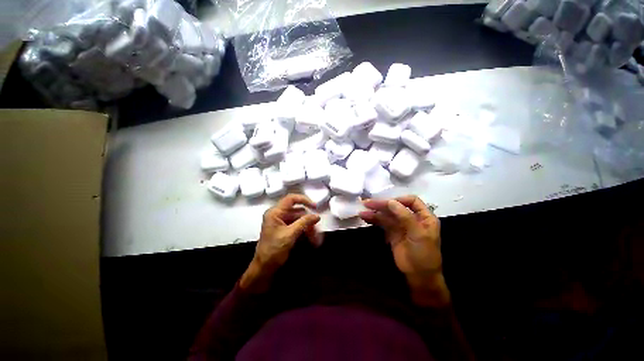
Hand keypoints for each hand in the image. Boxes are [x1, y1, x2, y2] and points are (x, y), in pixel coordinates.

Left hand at [240, 194, 321, 292]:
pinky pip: (297, 226)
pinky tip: (311, 239)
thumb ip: (304, 222)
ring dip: (308, 228)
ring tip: (316, 239)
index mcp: (275, 212)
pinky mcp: (284, 229)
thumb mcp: (290, 234)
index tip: (315, 207)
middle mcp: (278, 214)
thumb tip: (317, 216)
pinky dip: (304, 231)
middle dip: (308, 221)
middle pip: (297, 212)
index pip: (291, 199)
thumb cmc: (274, 250)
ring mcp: (281, 222)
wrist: (264, 268)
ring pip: (299, 219)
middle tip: (317, 231)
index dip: (304, 200)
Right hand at [360, 195, 449, 306]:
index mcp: (424, 217)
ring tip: (362, 211)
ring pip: (387, 215)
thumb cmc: (424, 254)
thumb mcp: (418, 235)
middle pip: (395, 207)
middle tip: (367, 203)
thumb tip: (391, 202)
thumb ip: (405, 217)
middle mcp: (411, 218)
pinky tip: (365, 217)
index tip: (388, 203)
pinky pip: (382, 223)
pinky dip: (374, 220)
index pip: (411, 201)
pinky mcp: (392, 233)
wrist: (419, 276)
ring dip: (375, 212)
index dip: (399, 200)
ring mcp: (401, 226)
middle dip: (382, 205)